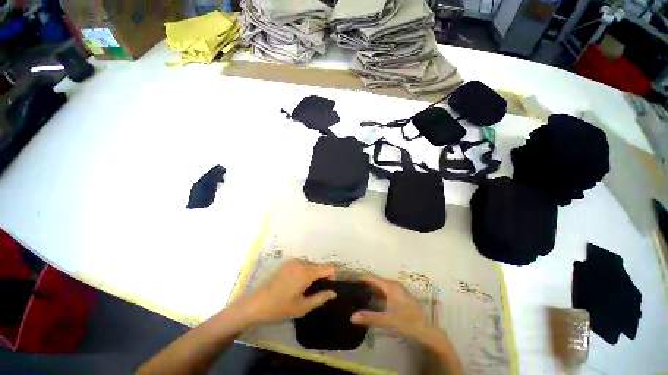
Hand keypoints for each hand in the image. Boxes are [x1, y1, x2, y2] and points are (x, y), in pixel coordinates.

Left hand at [241, 259, 337, 324]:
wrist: (256, 304)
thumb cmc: (280, 307)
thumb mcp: (302, 307)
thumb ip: (320, 298)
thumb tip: (333, 293)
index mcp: (306, 272)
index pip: (328, 268)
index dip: (333, 275)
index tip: (333, 285)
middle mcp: (301, 262)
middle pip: (319, 265)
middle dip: (323, 275)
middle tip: (321, 290)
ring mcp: (292, 261)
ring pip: (310, 264)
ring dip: (314, 273)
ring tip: (310, 287)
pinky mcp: (286, 263)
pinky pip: (301, 264)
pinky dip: (305, 271)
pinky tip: (299, 283)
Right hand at [350, 274, 428, 338]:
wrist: (427, 328)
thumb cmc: (407, 321)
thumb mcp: (387, 319)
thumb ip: (369, 317)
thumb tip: (351, 317)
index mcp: (390, 286)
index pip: (371, 277)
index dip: (361, 277)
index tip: (350, 279)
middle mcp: (393, 285)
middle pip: (375, 281)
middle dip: (364, 284)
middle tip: (352, 288)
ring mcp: (397, 290)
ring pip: (380, 287)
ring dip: (370, 290)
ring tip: (358, 294)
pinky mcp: (399, 296)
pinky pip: (384, 292)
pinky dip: (376, 295)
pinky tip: (370, 301)